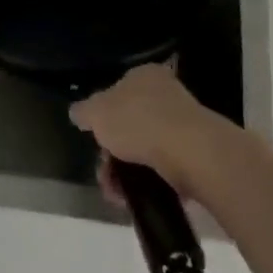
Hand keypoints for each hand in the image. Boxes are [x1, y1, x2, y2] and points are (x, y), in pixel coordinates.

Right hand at [69, 65, 234, 199]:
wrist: (189, 151)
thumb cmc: (138, 122)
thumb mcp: (97, 112)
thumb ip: (84, 111)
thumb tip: (77, 112)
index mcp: (144, 74)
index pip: (117, 91)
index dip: (102, 119)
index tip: (95, 143)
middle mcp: (165, 92)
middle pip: (130, 124)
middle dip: (112, 154)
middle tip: (105, 176)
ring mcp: (183, 123)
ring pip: (145, 149)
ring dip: (127, 173)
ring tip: (118, 195)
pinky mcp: (194, 152)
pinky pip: (164, 168)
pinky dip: (150, 182)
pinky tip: (139, 198)